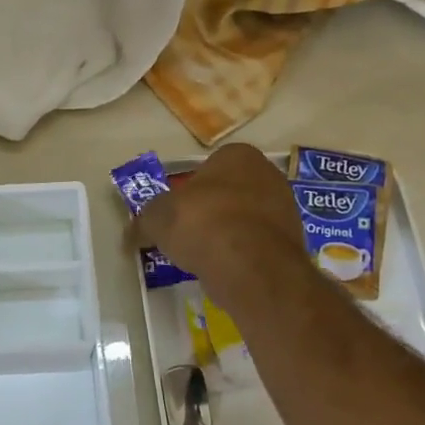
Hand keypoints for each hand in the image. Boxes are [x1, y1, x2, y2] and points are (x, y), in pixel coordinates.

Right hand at [129, 143, 312, 307]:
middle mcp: (268, 174)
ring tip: (204, 256)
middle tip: (187, 234)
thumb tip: (131, 232)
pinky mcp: (293, 242)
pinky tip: (225, 269)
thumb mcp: (156, 218)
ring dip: (227, 233)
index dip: (189, 189)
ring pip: (245, 218)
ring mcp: (285, 208)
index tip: (176, 212)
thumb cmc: (201, 223)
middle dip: (210, 210)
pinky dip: (241, 254)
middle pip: (229, 191)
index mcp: (237, 155)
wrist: (249, 264)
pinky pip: (257, 244)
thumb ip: (144, 220)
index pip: (208, 166)